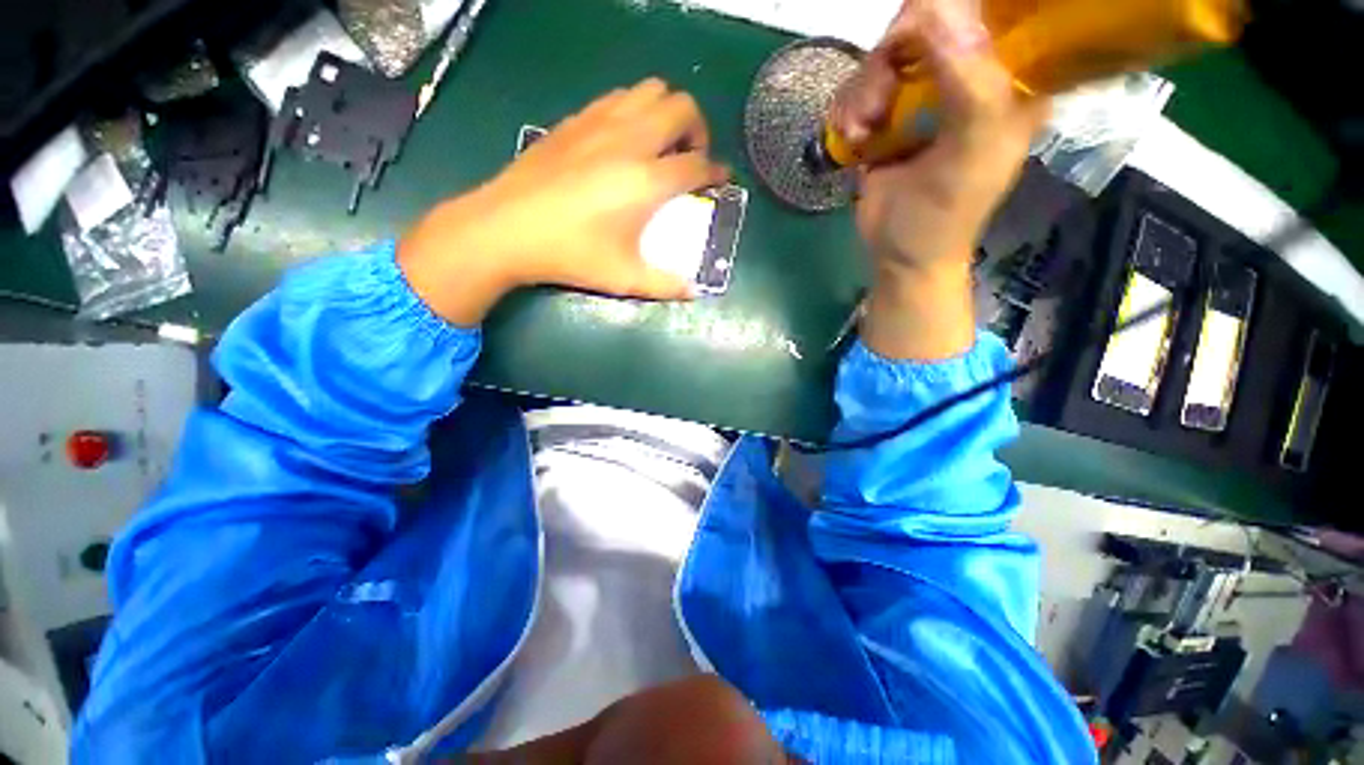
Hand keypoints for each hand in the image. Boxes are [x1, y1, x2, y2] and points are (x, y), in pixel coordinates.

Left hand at [399, 79, 728, 325]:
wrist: (507, 228)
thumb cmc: (570, 255)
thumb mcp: (623, 278)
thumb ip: (665, 285)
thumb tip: (693, 292)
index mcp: (646, 181)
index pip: (697, 165)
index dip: (716, 172)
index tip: (719, 180)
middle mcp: (630, 142)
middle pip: (682, 109)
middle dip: (698, 131)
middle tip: (690, 160)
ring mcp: (600, 123)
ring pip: (651, 91)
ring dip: (667, 113)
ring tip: (661, 145)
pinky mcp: (576, 120)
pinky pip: (619, 98)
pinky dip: (636, 110)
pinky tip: (626, 140)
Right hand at [833, 0, 1047, 359]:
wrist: (898, 258)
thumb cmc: (943, 216)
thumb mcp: (970, 153)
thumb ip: (969, 83)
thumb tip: (935, 7)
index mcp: (1010, 79)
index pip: (991, 11)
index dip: (949, 14)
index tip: (914, 45)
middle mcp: (969, 75)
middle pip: (926, 21)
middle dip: (892, 58)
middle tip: (880, 104)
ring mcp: (925, 92)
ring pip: (886, 52)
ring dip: (864, 91)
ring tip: (862, 131)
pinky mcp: (889, 114)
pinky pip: (861, 85)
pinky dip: (849, 109)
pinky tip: (853, 138)